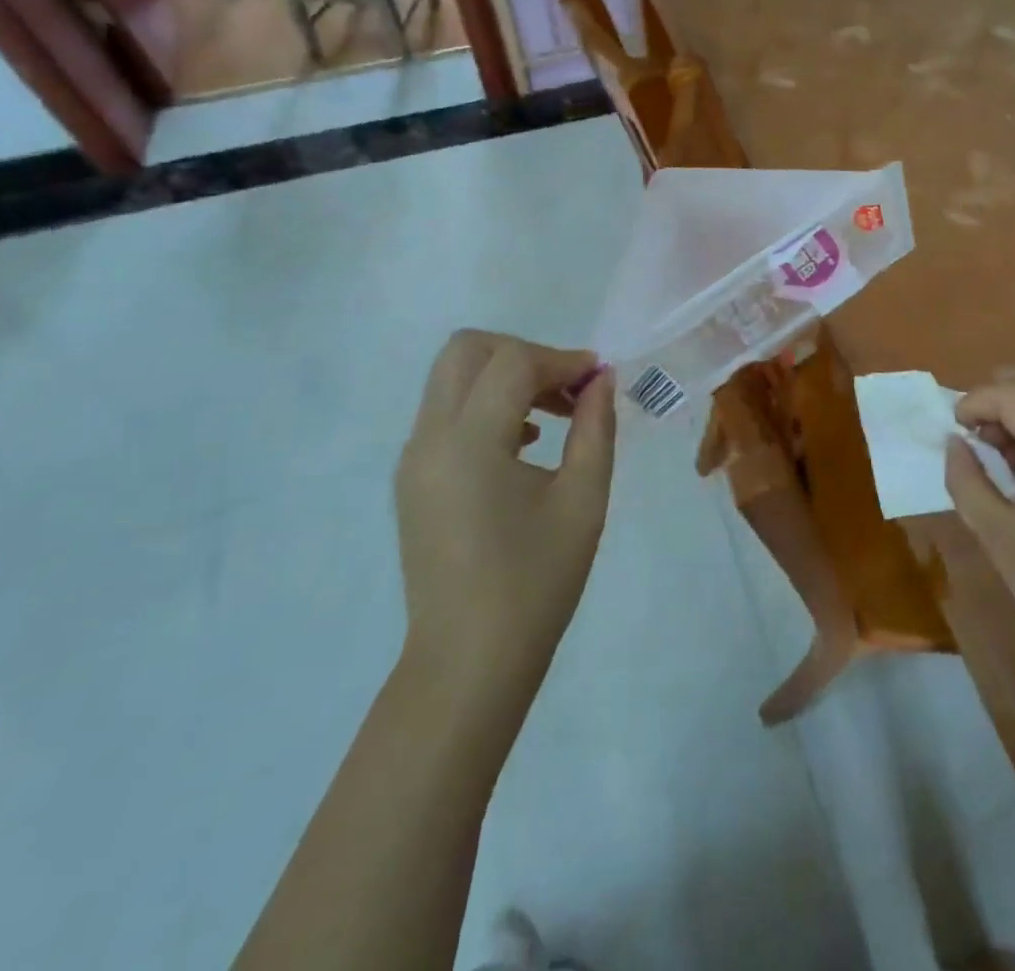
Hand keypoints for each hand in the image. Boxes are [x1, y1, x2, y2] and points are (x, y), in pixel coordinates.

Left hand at [393, 330, 616, 709]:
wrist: (468, 663)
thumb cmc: (535, 584)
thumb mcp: (583, 501)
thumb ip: (595, 428)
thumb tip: (601, 380)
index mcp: (470, 443)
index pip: (513, 363)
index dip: (561, 360)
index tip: (598, 380)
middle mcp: (429, 439)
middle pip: (466, 350)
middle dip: (522, 353)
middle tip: (566, 388)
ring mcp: (414, 459)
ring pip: (452, 378)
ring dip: (504, 378)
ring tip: (554, 417)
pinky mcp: (413, 479)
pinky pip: (445, 413)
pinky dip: (484, 405)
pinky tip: (524, 444)